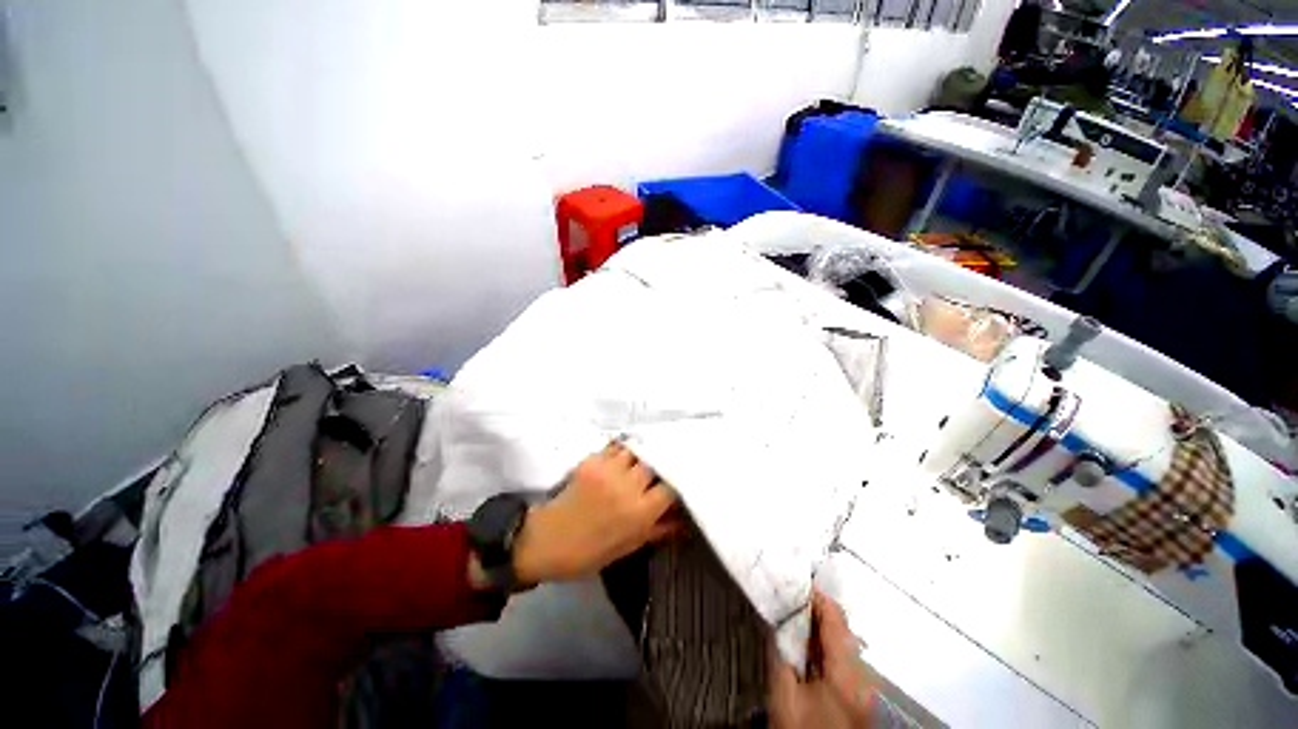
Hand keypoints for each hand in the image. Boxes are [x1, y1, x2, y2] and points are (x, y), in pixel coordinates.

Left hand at [512, 441, 681, 583]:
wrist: (548, 541)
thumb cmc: (592, 551)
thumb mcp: (630, 545)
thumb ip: (660, 528)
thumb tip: (685, 519)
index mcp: (639, 512)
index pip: (670, 487)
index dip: (678, 482)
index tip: (680, 480)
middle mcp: (627, 486)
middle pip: (655, 462)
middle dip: (661, 463)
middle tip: (663, 465)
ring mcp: (608, 470)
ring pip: (636, 450)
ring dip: (642, 454)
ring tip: (644, 457)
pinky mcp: (592, 461)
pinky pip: (615, 448)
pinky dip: (622, 451)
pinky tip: (624, 456)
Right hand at [769, 591, 875, 728]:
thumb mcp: (784, 695)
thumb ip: (779, 653)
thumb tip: (775, 621)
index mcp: (847, 671)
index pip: (834, 617)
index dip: (814, 595)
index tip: (792, 581)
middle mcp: (862, 676)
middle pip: (841, 629)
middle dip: (814, 611)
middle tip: (788, 599)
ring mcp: (863, 688)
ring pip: (842, 644)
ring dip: (818, 629)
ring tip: (792, 618)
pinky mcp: (858, 697)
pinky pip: (842, 660)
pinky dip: (824, 647)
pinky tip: (806, 648)